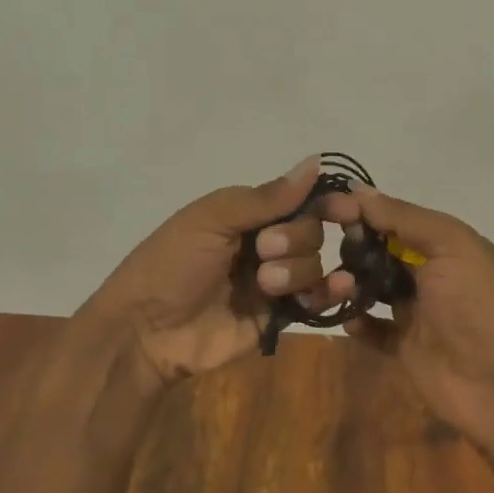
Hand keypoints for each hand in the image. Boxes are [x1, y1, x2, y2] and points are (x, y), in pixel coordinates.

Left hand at [80, 156, 331, 385]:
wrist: (147, 330)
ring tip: (263, 285)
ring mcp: (273, 281)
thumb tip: (315, 162)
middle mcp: (265, 242)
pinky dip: (329, 292)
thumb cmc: (173, 263)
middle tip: (262, 251)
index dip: (325, 201)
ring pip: (314, 263)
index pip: (299, 199)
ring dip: (296, 270)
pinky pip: (315, 300)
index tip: (346, 209)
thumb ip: (266, 198)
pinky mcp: (279, 316)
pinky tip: (339, 288)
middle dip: (294, 238)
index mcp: (248, 213)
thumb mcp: (213, 219)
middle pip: (311, 230)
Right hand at [320, 185, 493, 447]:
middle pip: (377, 249)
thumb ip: (403, 217)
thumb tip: (358, 190)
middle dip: (351, 247)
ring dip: (348, 283)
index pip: (393, 216)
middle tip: (324, 252)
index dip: (360, 211)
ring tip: (338, 289)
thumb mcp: (450, 246)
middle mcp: (428, 271)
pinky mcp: (405, 346)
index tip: (324, 208)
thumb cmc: (478, 306)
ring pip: (370, 286)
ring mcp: (415, 310)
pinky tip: (349, 319)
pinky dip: (356, 321)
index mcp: (443, 242)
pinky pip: (372, 327)